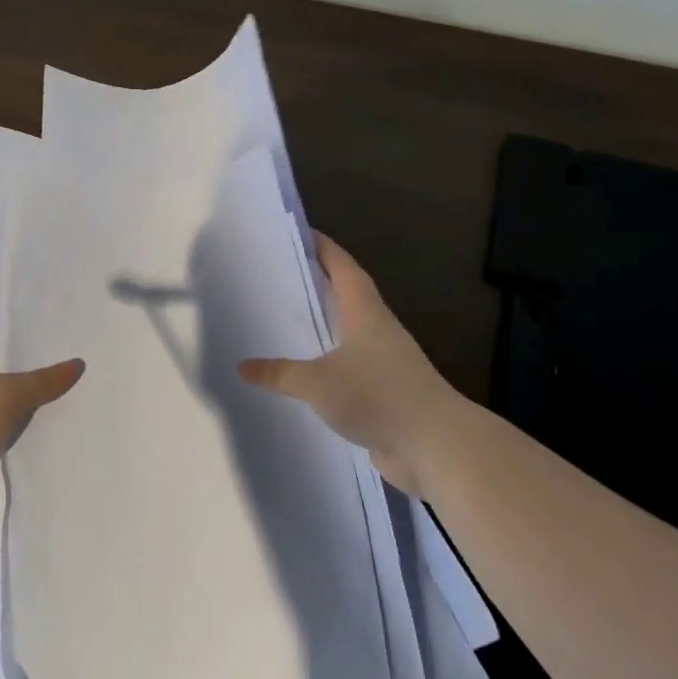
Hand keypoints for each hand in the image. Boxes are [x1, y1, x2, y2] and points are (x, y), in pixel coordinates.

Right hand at [238, 234, 459, 495]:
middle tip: (282, 275)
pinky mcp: (386, 391)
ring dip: (326, 325)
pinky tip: (308, 375)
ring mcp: (385, 362)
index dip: (323, 248)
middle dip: (320, 283)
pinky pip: (351, 368)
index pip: (343, 267)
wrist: (434, 444)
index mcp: (366, 313)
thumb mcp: (318, 383)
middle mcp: (378, 330)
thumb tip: (243, 367)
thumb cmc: (377, 395)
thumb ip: (279, 374)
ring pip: (350, 333)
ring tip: (289, 321)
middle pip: (348, 295)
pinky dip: (330, 363)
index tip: (300, 233)